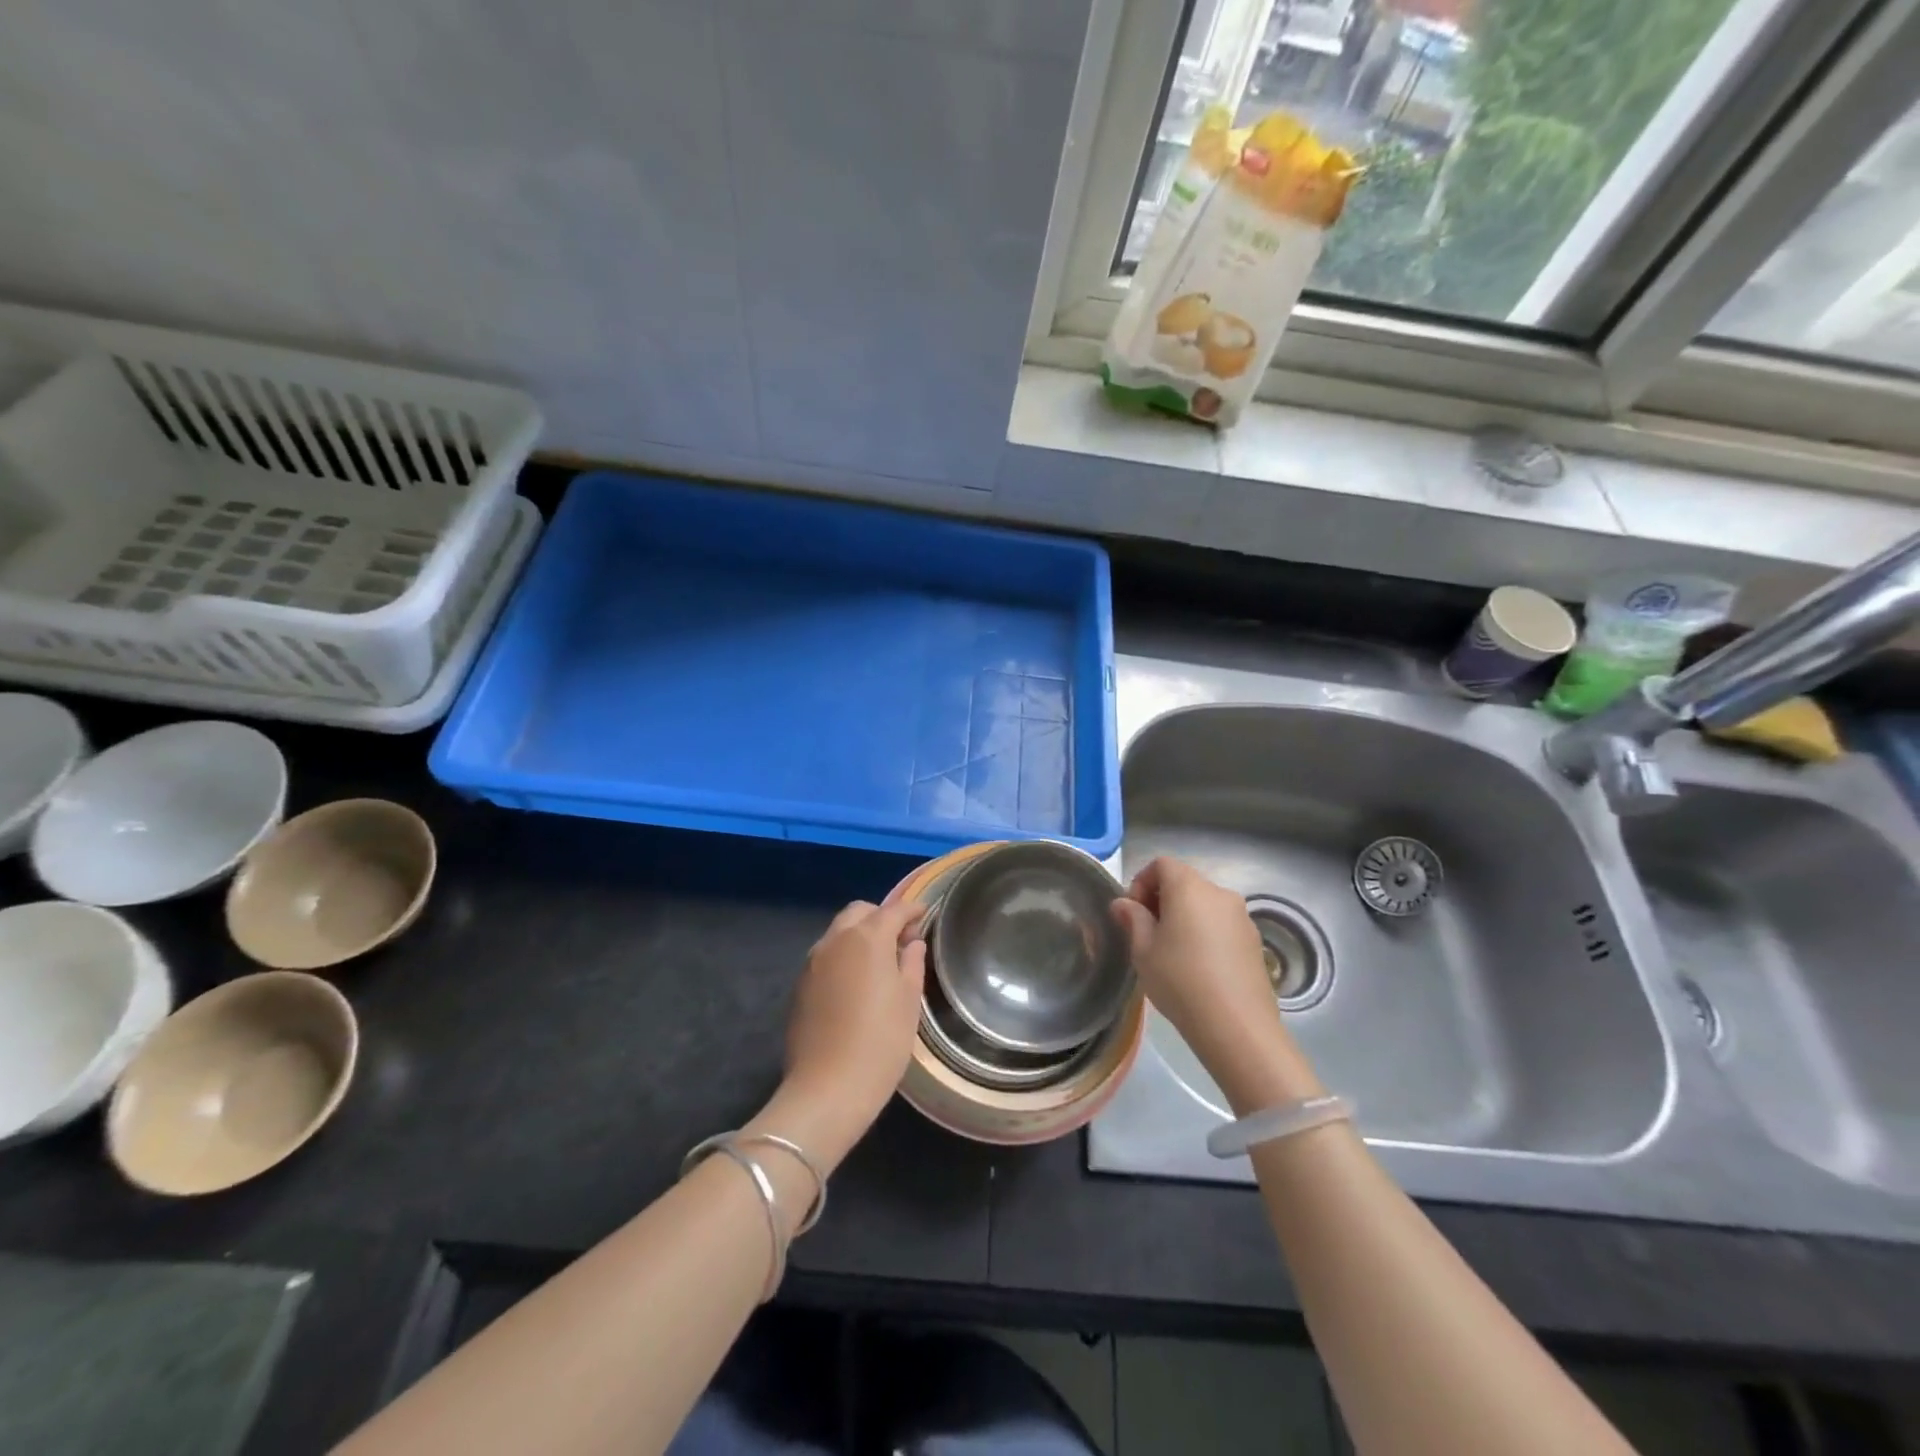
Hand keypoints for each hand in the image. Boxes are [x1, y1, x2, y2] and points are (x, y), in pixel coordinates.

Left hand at [760, 899, 926, 1170]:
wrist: (827, 1089)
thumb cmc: (881, 1042)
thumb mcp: (909, 1001)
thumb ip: (912, 963)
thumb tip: (911, 943)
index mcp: (867, 938)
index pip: (894, 910)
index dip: (912, 910)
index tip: (925, 914)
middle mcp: (835, 940)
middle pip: (859, 912)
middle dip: (881, 917)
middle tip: (901, 940)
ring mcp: (813, 962)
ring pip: (839, 932)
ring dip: (860, 935)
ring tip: (880, 961)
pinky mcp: (800, 985)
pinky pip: (826, 955)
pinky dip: (844, 955)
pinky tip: (856, 982)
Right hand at [1110, 857, 1322, 1113]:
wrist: (1237, 1027)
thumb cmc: (1180, 981)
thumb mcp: (1143, 951)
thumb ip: (1132, 919)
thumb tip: (1123, 903)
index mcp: (1189, 887)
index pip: (1162, 863)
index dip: (1142, 882)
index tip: (1133, 913)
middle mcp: (1219, 893)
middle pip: (1185, 881)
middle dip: (1162, 900)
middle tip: (1147, 934)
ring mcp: (1242, 917)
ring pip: (1204, 904)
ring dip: (1185, 917)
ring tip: (1172, 953)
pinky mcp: (1255, 941)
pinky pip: (1222, 924)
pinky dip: (1206, 932)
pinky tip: (1198, 967)